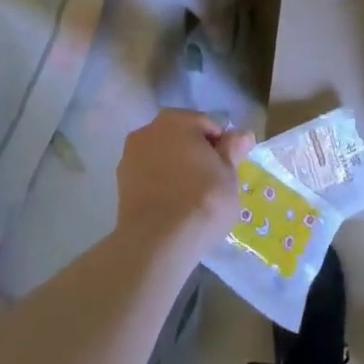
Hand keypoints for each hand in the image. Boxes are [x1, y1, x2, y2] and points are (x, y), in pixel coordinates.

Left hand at [116, 109, 253, 257]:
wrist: (157, 243)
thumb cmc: (202, 200)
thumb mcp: (229, 174)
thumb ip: (234, 149)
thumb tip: (243, 134)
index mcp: (177, 120)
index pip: (209, 125)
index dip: (223, 145)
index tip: (230, 168)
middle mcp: (149, 130)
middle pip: (183, 137)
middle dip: (197, 154)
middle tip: (214, 182)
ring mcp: (130, 157)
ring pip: (164, 157)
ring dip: (178, 168)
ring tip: (193, 197)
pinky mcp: (120, 185)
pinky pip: (150, 176)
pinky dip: (162, 184)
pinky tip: (174, 205)